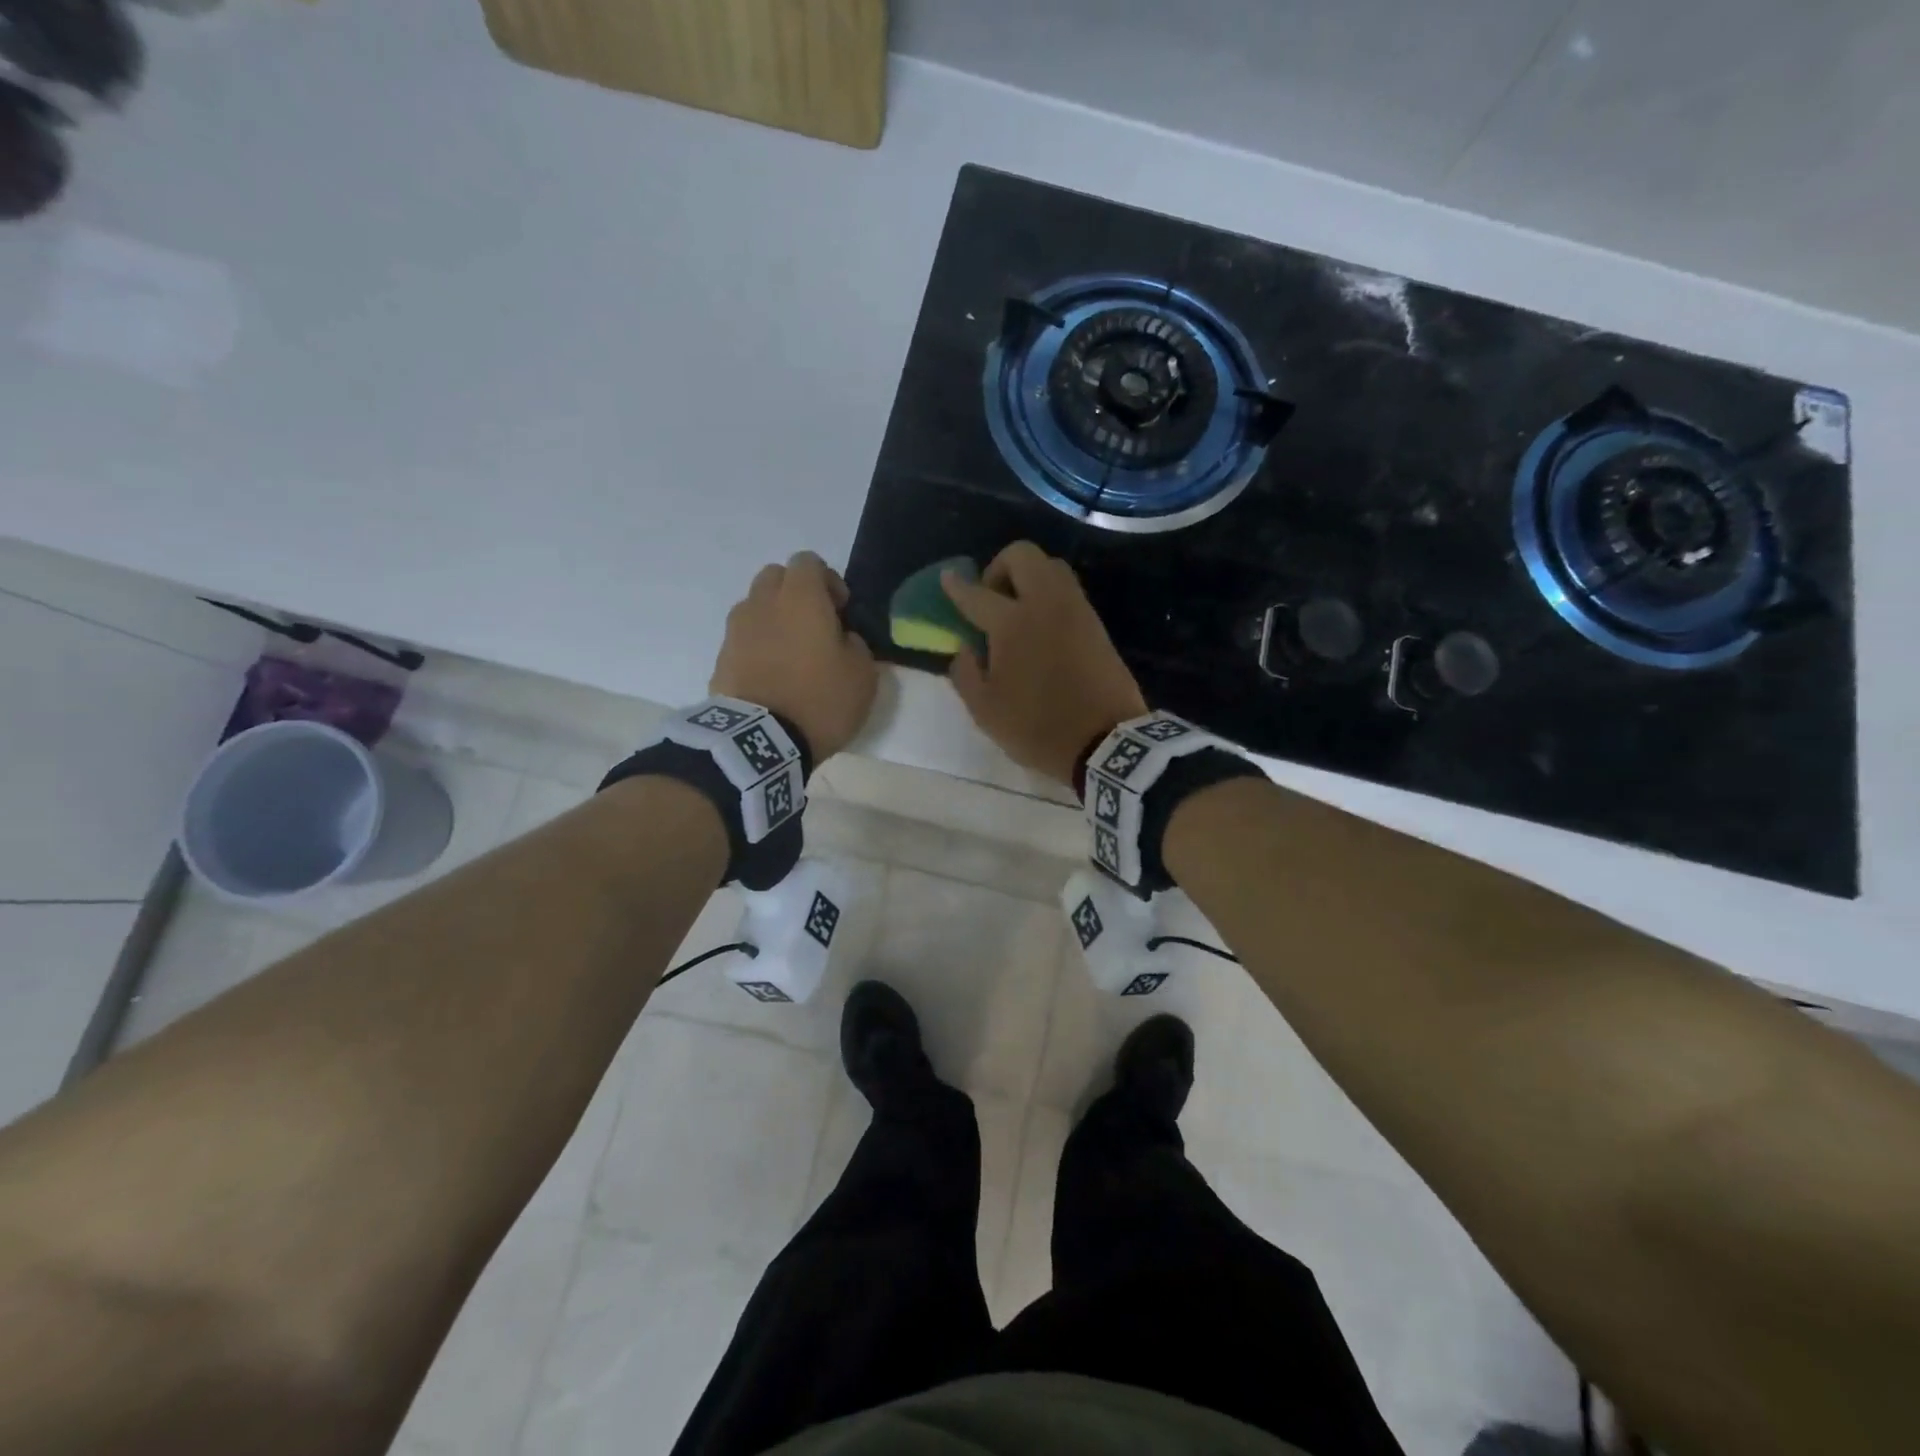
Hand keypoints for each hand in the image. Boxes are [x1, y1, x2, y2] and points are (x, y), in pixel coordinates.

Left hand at [710, 552, 878, 761]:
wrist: (760, 741)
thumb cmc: (820, 700)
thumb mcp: (863, 674)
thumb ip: (855, 644)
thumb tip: (841, 637)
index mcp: (800, 597)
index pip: (809, 562)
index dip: (828, 581)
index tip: (841, 611)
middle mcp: (763, 602)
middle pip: (776, 577)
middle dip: (796, 593)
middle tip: (815, 627)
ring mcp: (736, 630)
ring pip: (756, 606)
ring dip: (774, 619)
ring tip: (791, 654)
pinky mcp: (720, 658)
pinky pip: (743, 639)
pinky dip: (758, 647)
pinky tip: (772, 676)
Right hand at [942, 542, 1147, 785]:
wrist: (1105, 741)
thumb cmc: (1038, 727)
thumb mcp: (985, 711)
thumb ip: (966, 673)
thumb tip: (964, 649)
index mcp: (1012, 623)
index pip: (976, 594)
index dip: (957, 586)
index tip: (948, 579)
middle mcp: (1045, 603)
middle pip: (1022, 555)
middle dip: (999, 567)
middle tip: (991, 599)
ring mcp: (1076, 610)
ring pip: (1051, 566)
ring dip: (1029, 577)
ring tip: (1017, 611)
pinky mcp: (1096, 623)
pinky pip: (1068, 591)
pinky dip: (1049, 595)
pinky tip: (1041, 627)